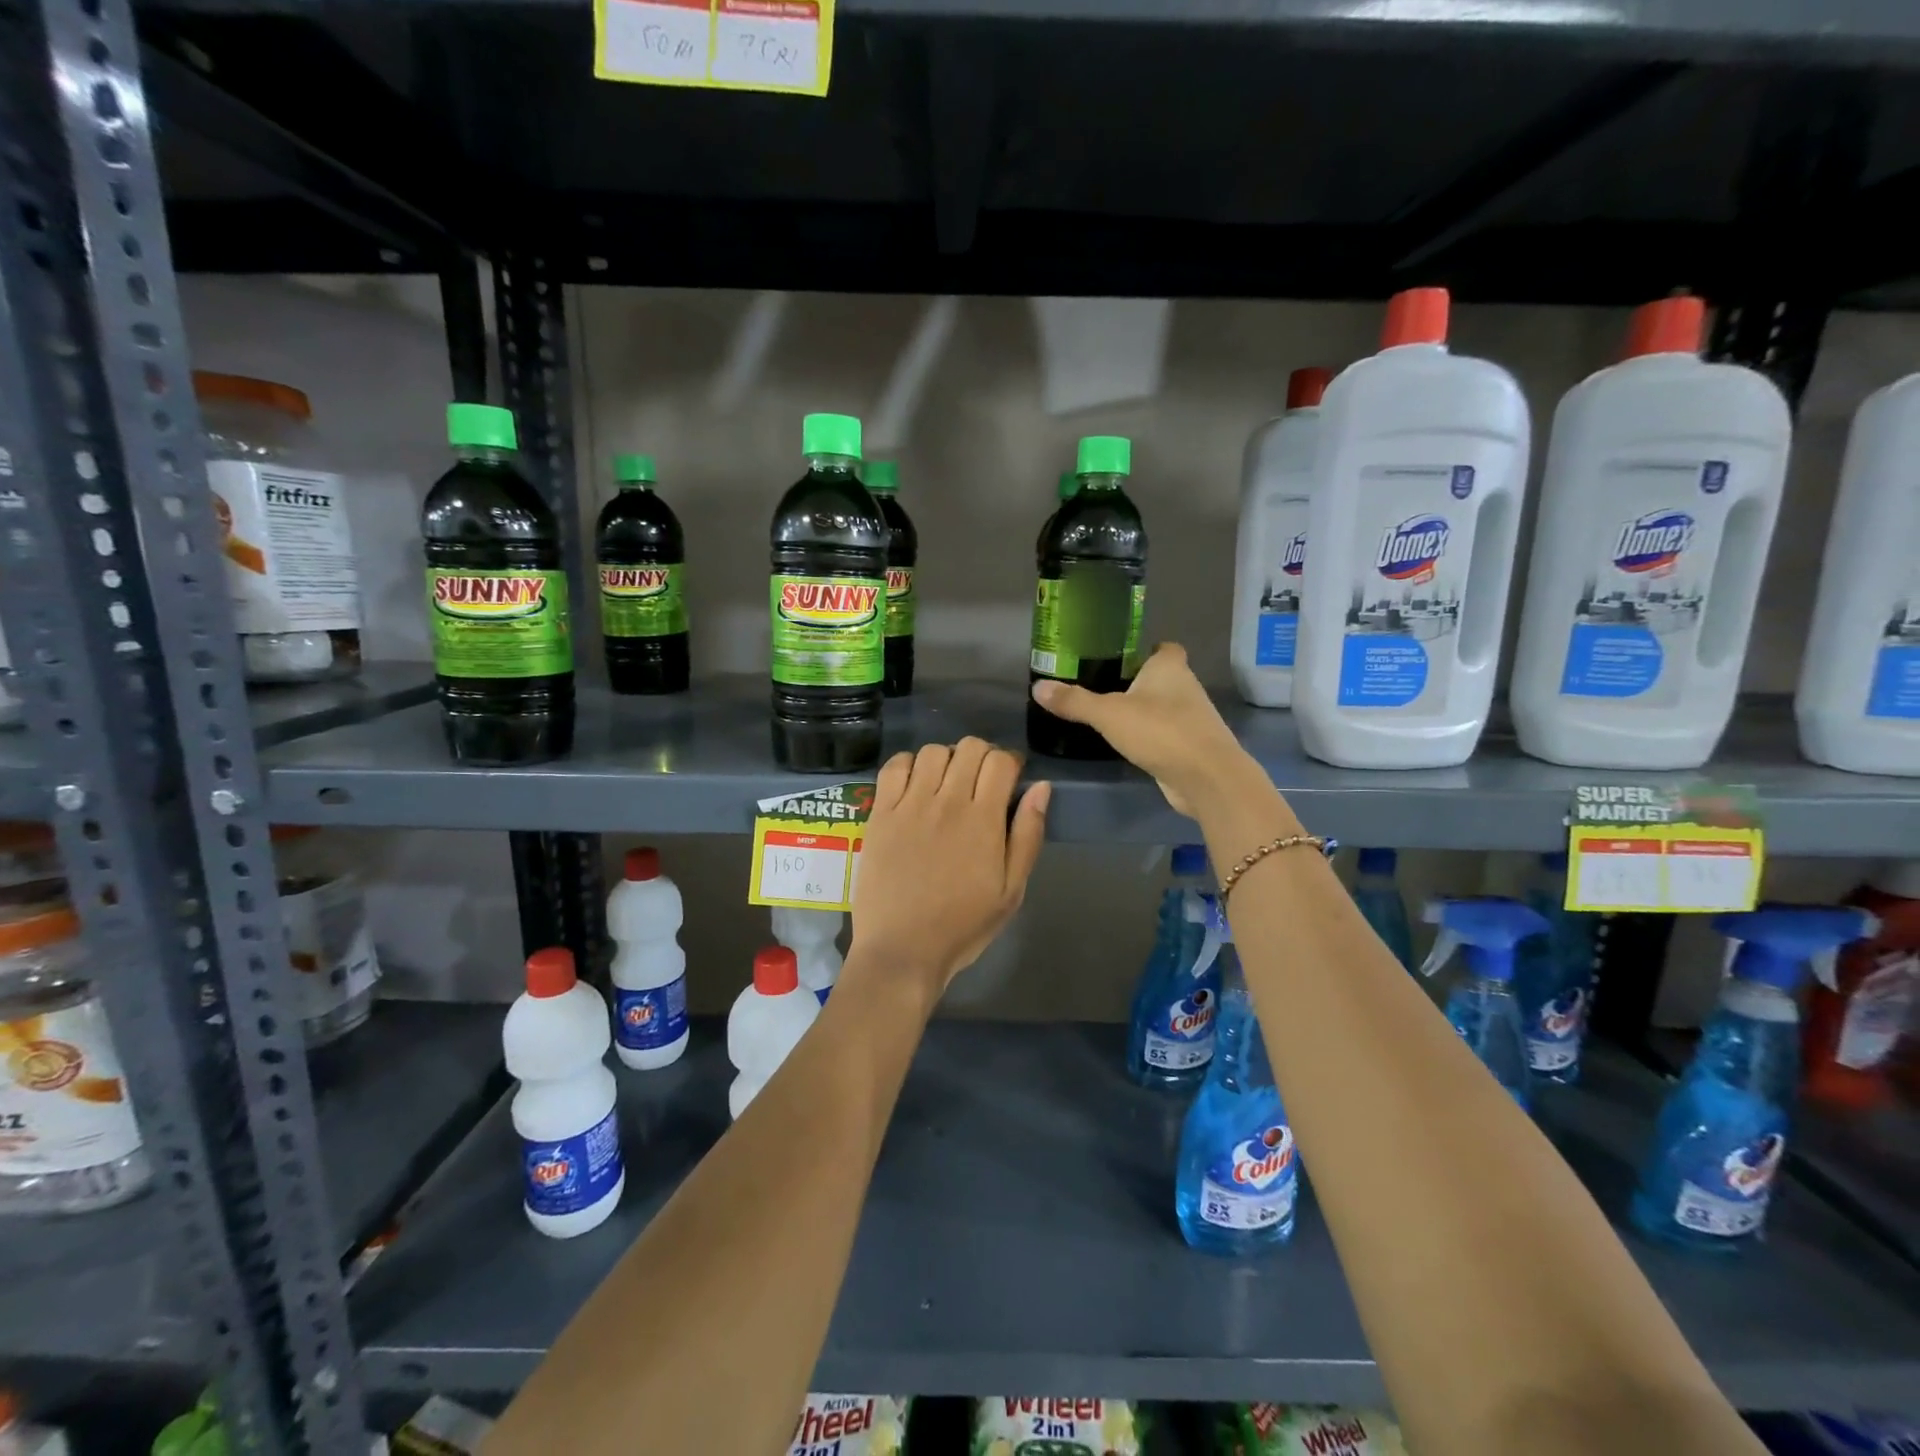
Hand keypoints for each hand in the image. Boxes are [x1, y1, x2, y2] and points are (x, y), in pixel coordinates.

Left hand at [850, 739, 1049, 999]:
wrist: (902, 950)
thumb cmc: (963, 925)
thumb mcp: (1011, 890)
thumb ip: (1028, 835)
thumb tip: (1040, 787)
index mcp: (983, 820)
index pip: (1000, 761)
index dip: (1010, 761)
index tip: (1010, 778)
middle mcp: (947, 802)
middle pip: (969, 747)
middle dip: (982, 755)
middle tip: (980, 781)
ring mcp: (909, 805)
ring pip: (932, 751)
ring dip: (947, 759)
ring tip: (946, 783)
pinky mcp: (880, 814)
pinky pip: (893, 767)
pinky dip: (908, 764)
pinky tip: (914, 784)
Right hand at [1031, 644, 1256, 816]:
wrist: (1206, 778)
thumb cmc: (1161, 731)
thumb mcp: (1108, 714)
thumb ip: (1074, 701)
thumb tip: (1037, 687)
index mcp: (1170, 667)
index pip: (1163, 647)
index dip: (1144, 649)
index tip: (1117, 658)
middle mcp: (1186, 687)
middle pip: (1161, 677)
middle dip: (1137, 681)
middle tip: (1101, 687)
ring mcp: (1192, 718)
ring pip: (1164, 706)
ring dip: (1143, 711)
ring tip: (1108, 716)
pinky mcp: (1191, 746)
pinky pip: (1166, 733)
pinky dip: (1150, 736)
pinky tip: (1127, 744)